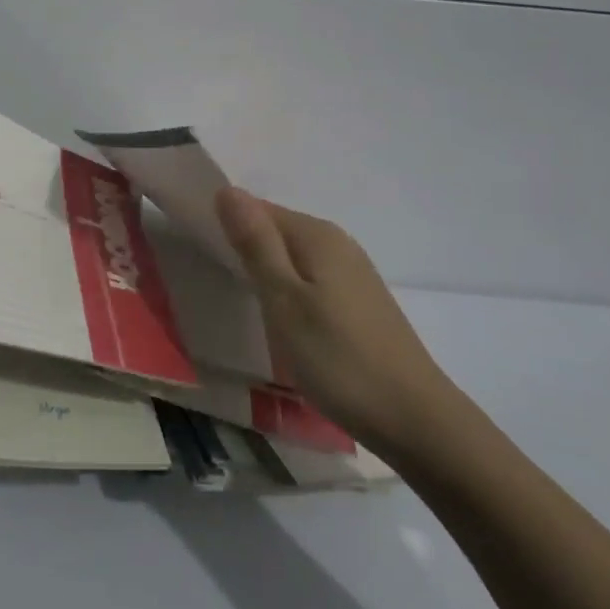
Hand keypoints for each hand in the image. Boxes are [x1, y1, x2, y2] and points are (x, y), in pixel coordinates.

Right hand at [214, 187, 457, 449]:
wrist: (414, 419)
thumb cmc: (339, 359)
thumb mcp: (284, 301)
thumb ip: (256, 244)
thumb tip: (227, 189)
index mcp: (318, 236)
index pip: (258, 209)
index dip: (225, 223)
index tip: (195, 247)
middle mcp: (338, 244)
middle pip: (277, 230)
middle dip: (243, 245)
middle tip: (209, 275)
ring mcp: (353, 274)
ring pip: (294, 257)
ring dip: (265, 269)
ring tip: (237, 297)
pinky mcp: (360, 303)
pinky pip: (310, 279)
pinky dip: (288, 289)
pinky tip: (279, 317)